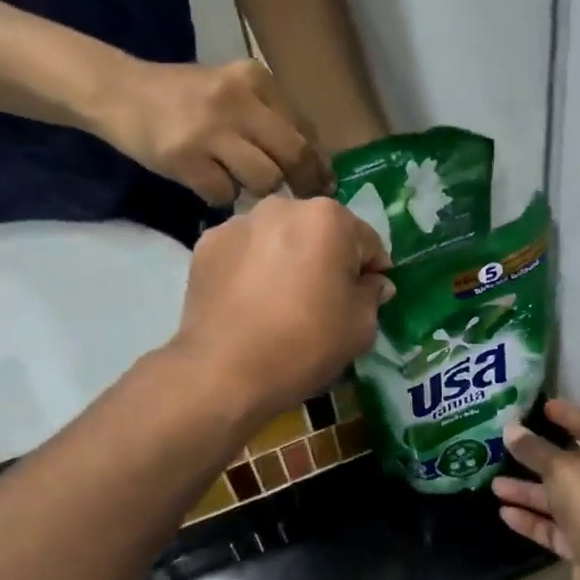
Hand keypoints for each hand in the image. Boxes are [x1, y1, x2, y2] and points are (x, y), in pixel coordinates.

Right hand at [98, 58, 333, 206]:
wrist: (120, 93)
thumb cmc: (183, 96)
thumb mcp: (232, 91)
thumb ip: (268, 117)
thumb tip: (312, 162)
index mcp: (255, 79)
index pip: (303, 128)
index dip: (318, 162)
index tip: (324, 183)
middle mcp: (237, 100)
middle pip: (293, 154)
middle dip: (305, 184)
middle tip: (304, 201)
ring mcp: (210, 129)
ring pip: (263, 178)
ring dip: (258, 190)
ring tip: (239, 182)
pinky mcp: (185, 157)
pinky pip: (224, 193)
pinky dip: (221, 196)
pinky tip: (208, 184)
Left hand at [171, 195, 393, 421]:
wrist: (223, 372)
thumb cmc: (304, 344)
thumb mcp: (360, 326)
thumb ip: (372, 294)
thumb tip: (373, 282)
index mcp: (328, 218)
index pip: (366, 241)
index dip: (371, 271)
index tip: (366, 298)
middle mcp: (282, 207)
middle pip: (319, 231)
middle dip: (326, 258)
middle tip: (322, 299)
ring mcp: (238, 223)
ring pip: (278, 237)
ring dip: (287, 258)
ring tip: (280, 300)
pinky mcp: (206, 244)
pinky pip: (244, 251)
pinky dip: (251, 267)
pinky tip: (249, 301)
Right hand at [495, 400, 579, 579]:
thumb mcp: (562, 468)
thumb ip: (535, 449)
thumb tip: (511, 429)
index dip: (568, 415)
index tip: (543, 405)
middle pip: (571, 465)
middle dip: (538, 457)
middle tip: (508, 444)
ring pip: (559, 499)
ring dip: (528, 491)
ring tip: (494, 484)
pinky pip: (555, 528)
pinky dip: (532, 520)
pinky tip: (504, 513)